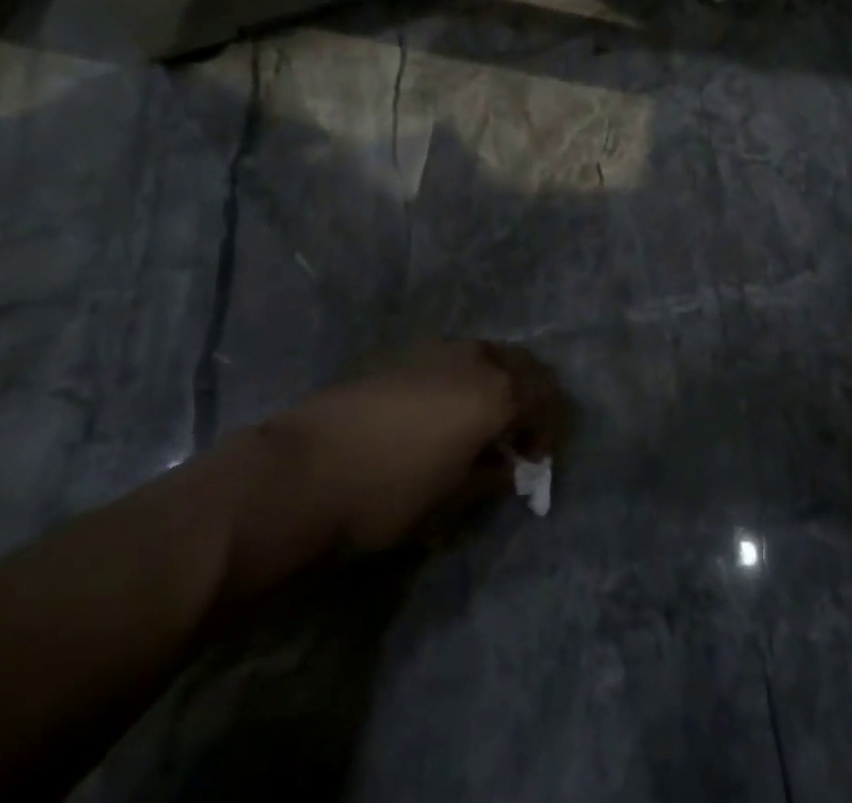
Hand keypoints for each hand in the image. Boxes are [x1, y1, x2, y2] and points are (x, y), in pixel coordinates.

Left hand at [222, 342, 562, 597]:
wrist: (302, 469)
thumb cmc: (386, 493)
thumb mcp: (449, 501)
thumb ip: (489, 479)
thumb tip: (507, 468)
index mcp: (496, 392)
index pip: (545, 400)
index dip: (550, 430)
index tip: (538, 461)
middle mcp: (475, 359)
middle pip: (524, 366)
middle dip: (532, 397)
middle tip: (521, 435)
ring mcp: (438, 350)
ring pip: (489, 356)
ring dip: (499, 384)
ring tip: (483, 423)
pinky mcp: (405, 353)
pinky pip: (456, 359)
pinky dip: (467, 379)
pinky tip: (444, 411)